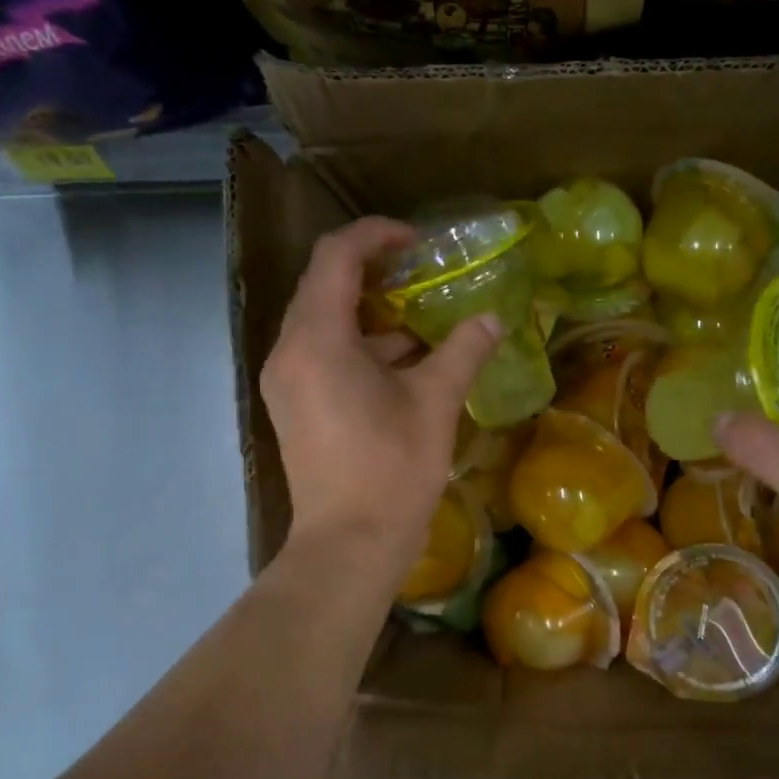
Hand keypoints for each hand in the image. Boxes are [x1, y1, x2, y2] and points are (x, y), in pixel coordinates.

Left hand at [261, 216, 501, 577]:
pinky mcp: (292, 407)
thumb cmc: (392, 470)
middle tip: (421, 276)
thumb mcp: (435, 404)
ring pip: (322, 324)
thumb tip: (493, 318)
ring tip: (420, 324)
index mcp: (317, 339)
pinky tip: (401, 367)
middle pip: (323, 286)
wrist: (350, 544)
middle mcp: (288, 351)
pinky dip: (357, 347)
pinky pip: (319, 355)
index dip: (376, 235)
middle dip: (373, 273)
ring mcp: (285, 382)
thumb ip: (464, 351)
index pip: (336, 256)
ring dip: (368, 315)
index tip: (417, 242)